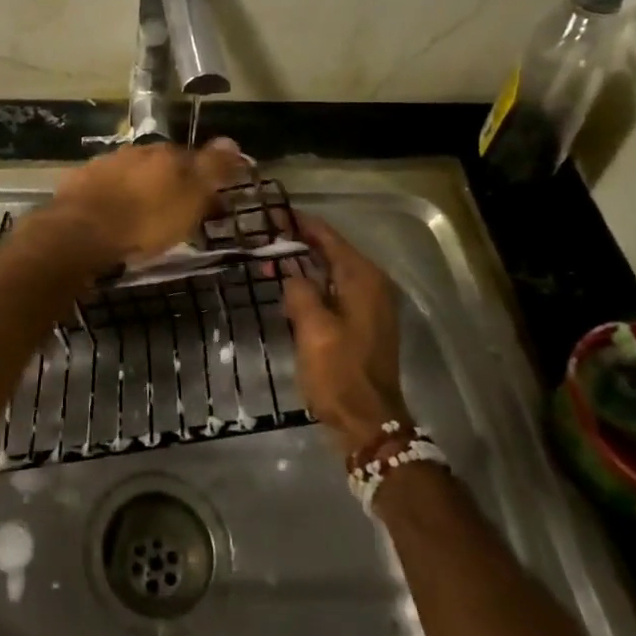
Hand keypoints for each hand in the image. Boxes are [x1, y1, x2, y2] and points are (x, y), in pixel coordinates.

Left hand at [47, 139, 247, 264]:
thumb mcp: (190, 198)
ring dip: (139, 190)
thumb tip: (232, 141)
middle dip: (168, 184)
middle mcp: (136, 151)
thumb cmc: (145, 220)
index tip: (207, 202)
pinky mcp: (80, 182)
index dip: (201, 180)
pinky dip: (112, 198)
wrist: (81, 231)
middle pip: (160, 165)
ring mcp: (105, 164)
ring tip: (141, 218)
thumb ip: (211, 169)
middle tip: (174, 212)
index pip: (192, 158)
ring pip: (131, 174)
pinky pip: (105, 187)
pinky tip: (111, 217)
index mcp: (166, 154)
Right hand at [284, 215, 410, 455]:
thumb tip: (290, 272)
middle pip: (331, 252)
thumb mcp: (313, 328)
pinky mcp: (362, 324)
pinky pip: (334, 291)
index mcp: (363, 279)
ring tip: (270, 260)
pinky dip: (312, 285)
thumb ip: (299, 289)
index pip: (329, 237)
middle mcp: (371, 285)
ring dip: (303, 265)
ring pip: (331, 272)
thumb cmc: (339, 371)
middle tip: (264, 236)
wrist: (368, 422)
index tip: (272, 213)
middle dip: (299, 243)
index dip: (300, 224)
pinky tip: (289, 289)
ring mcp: (369, 305)